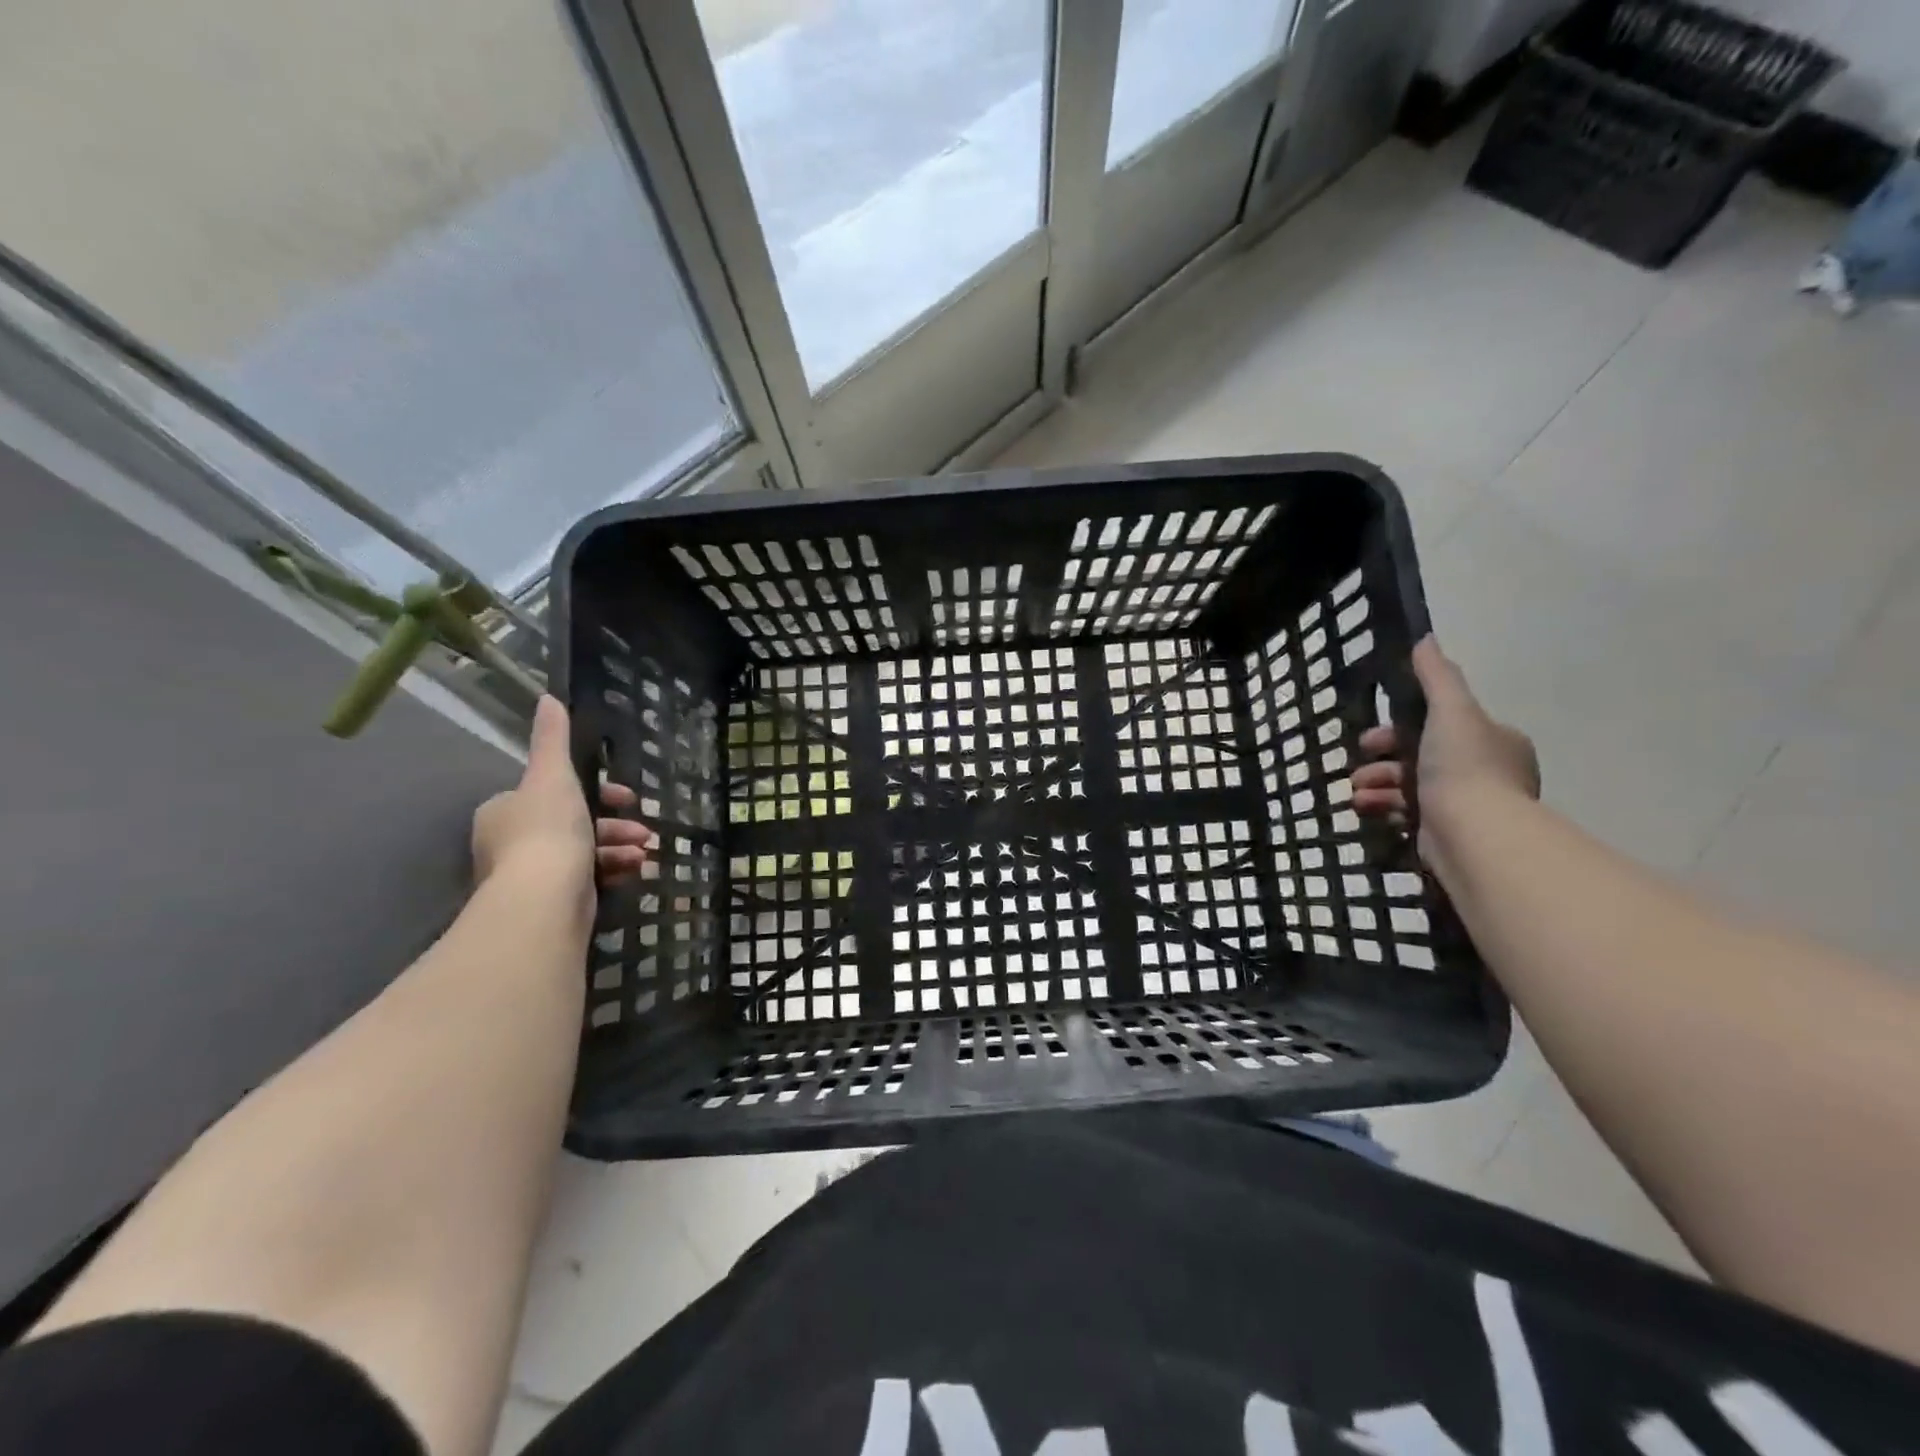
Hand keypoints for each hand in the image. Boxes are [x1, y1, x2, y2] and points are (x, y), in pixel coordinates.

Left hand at [471, 696, 655, 892]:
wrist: (544, 898)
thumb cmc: (548, 829)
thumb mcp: (554, 775)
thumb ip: (553, 739)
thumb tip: (549, 698)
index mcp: (506, 809)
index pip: (554, 792)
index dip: (595, 791)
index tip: (626, 797)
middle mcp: (511, 841)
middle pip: (574, 823)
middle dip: (614, 824)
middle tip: (644, 829)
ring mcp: (530, 874)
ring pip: (584, 852)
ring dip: (620, 848)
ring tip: (646, 853)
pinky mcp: (550, 901)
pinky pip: (587, 878)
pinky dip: (613, 871)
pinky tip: (637, 870)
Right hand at [1352, 637, 1538, 855]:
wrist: (1473, 835)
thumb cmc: (1463, 767)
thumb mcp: (1451, 710)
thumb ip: (1437, 677)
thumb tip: (1425, 639)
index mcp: (1493, 740)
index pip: (1441, 725)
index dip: (1401, 727)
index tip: (1372, 737)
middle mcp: (1485, 771)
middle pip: (1419, 756)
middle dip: (1382, 760)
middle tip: (1358, 766)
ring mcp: (1466, 806)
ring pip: (1408, 786)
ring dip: (1376, 785)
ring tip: (1356, 794)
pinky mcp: (1446, 833)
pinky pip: (1407, 814)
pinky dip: (1383, 809)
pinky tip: (1365, 809)